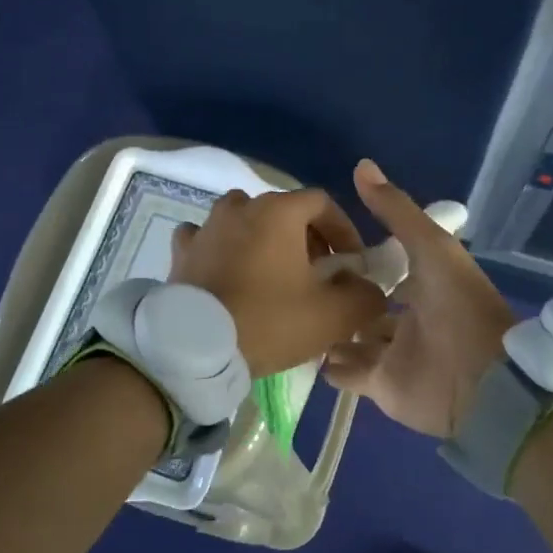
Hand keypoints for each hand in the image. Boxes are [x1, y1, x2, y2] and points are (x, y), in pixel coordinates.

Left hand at [170, 188, 387, 377]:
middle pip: (283, 210)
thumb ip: (364, 296)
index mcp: (278, 211)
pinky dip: (223, 249)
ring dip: (264, 239)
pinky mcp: (181, 251)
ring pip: (244, 220)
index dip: (343, 230)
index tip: (350, 263)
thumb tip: (370, 289)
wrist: (196, 349)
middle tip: (316, 274)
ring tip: (273, 274)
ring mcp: (206, 226)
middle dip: (306, 237)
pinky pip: (208, 238)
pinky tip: (228, 272)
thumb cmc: (269, 321)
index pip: (322, 203)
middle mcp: (240, 206)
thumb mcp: (333, 315)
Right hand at [323, 159, 516, 437]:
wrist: (480, 381)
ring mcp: (393, 354)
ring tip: (295, 315)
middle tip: (299, 282)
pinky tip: (303, 350)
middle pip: (367, 304)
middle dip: (342, 295)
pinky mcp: (380, 386)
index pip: (387, 265)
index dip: (360, 255)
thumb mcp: (431, 246)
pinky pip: (347, 374)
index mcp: (425, 283)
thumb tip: (361, 164)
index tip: (323, 242)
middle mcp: (407, 317)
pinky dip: (329, 365)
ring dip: (331, 330)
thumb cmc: (458, 307)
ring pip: (354, 338)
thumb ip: (396, 210)